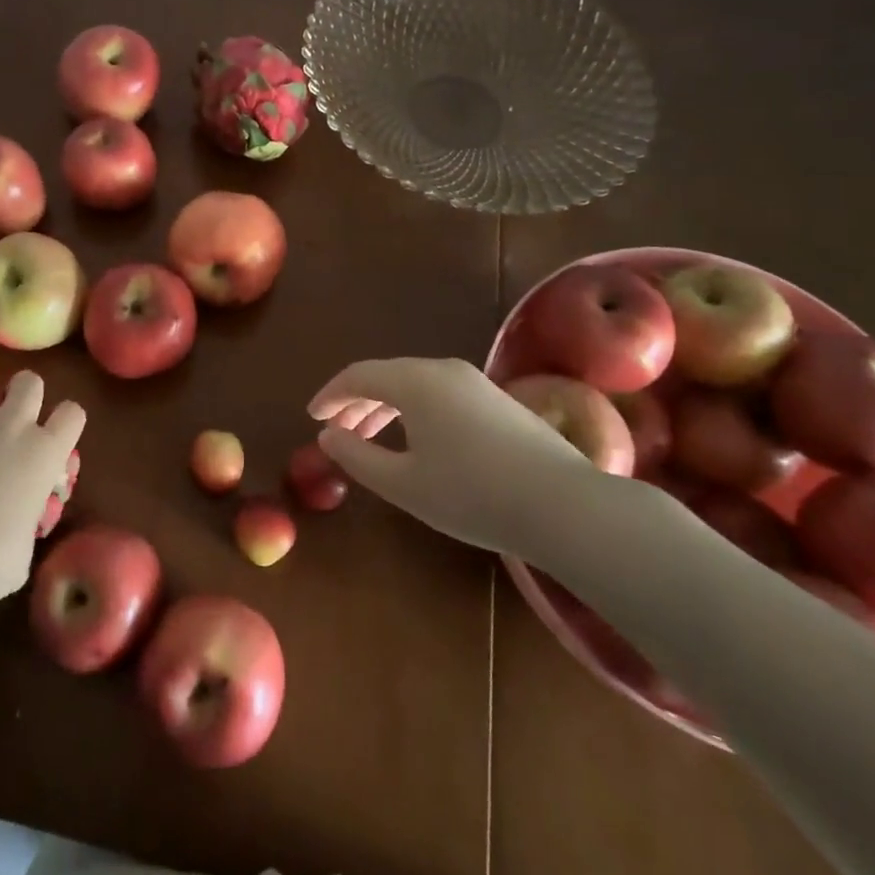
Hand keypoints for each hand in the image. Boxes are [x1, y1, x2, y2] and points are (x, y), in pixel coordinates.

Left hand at [0, 362, 84, 592]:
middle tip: (7, 414)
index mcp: (46, 451)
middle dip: (20, 392)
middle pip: (29, 381)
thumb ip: (26, 518)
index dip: (64, 420)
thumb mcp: (27, 541)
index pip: (73, 413)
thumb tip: (17, 524)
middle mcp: (13, 424)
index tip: (54, 433)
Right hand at [308, 357, 588, 553]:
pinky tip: (417, 441)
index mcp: (414, 382)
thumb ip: (357, 457)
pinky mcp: (497, 399)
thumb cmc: (472, 494)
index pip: (358, 375)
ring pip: (415, 384)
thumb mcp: (403, 484)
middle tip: (337, 432)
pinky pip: (440, 394)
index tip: (312, 417)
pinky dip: (414, 410)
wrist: (563, 505)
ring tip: (371, 439)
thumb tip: (329, 435)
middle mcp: (442, 370)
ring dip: (386, 407)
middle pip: (386, 376)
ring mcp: (474, 382)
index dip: (330, 395)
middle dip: (356, 402)